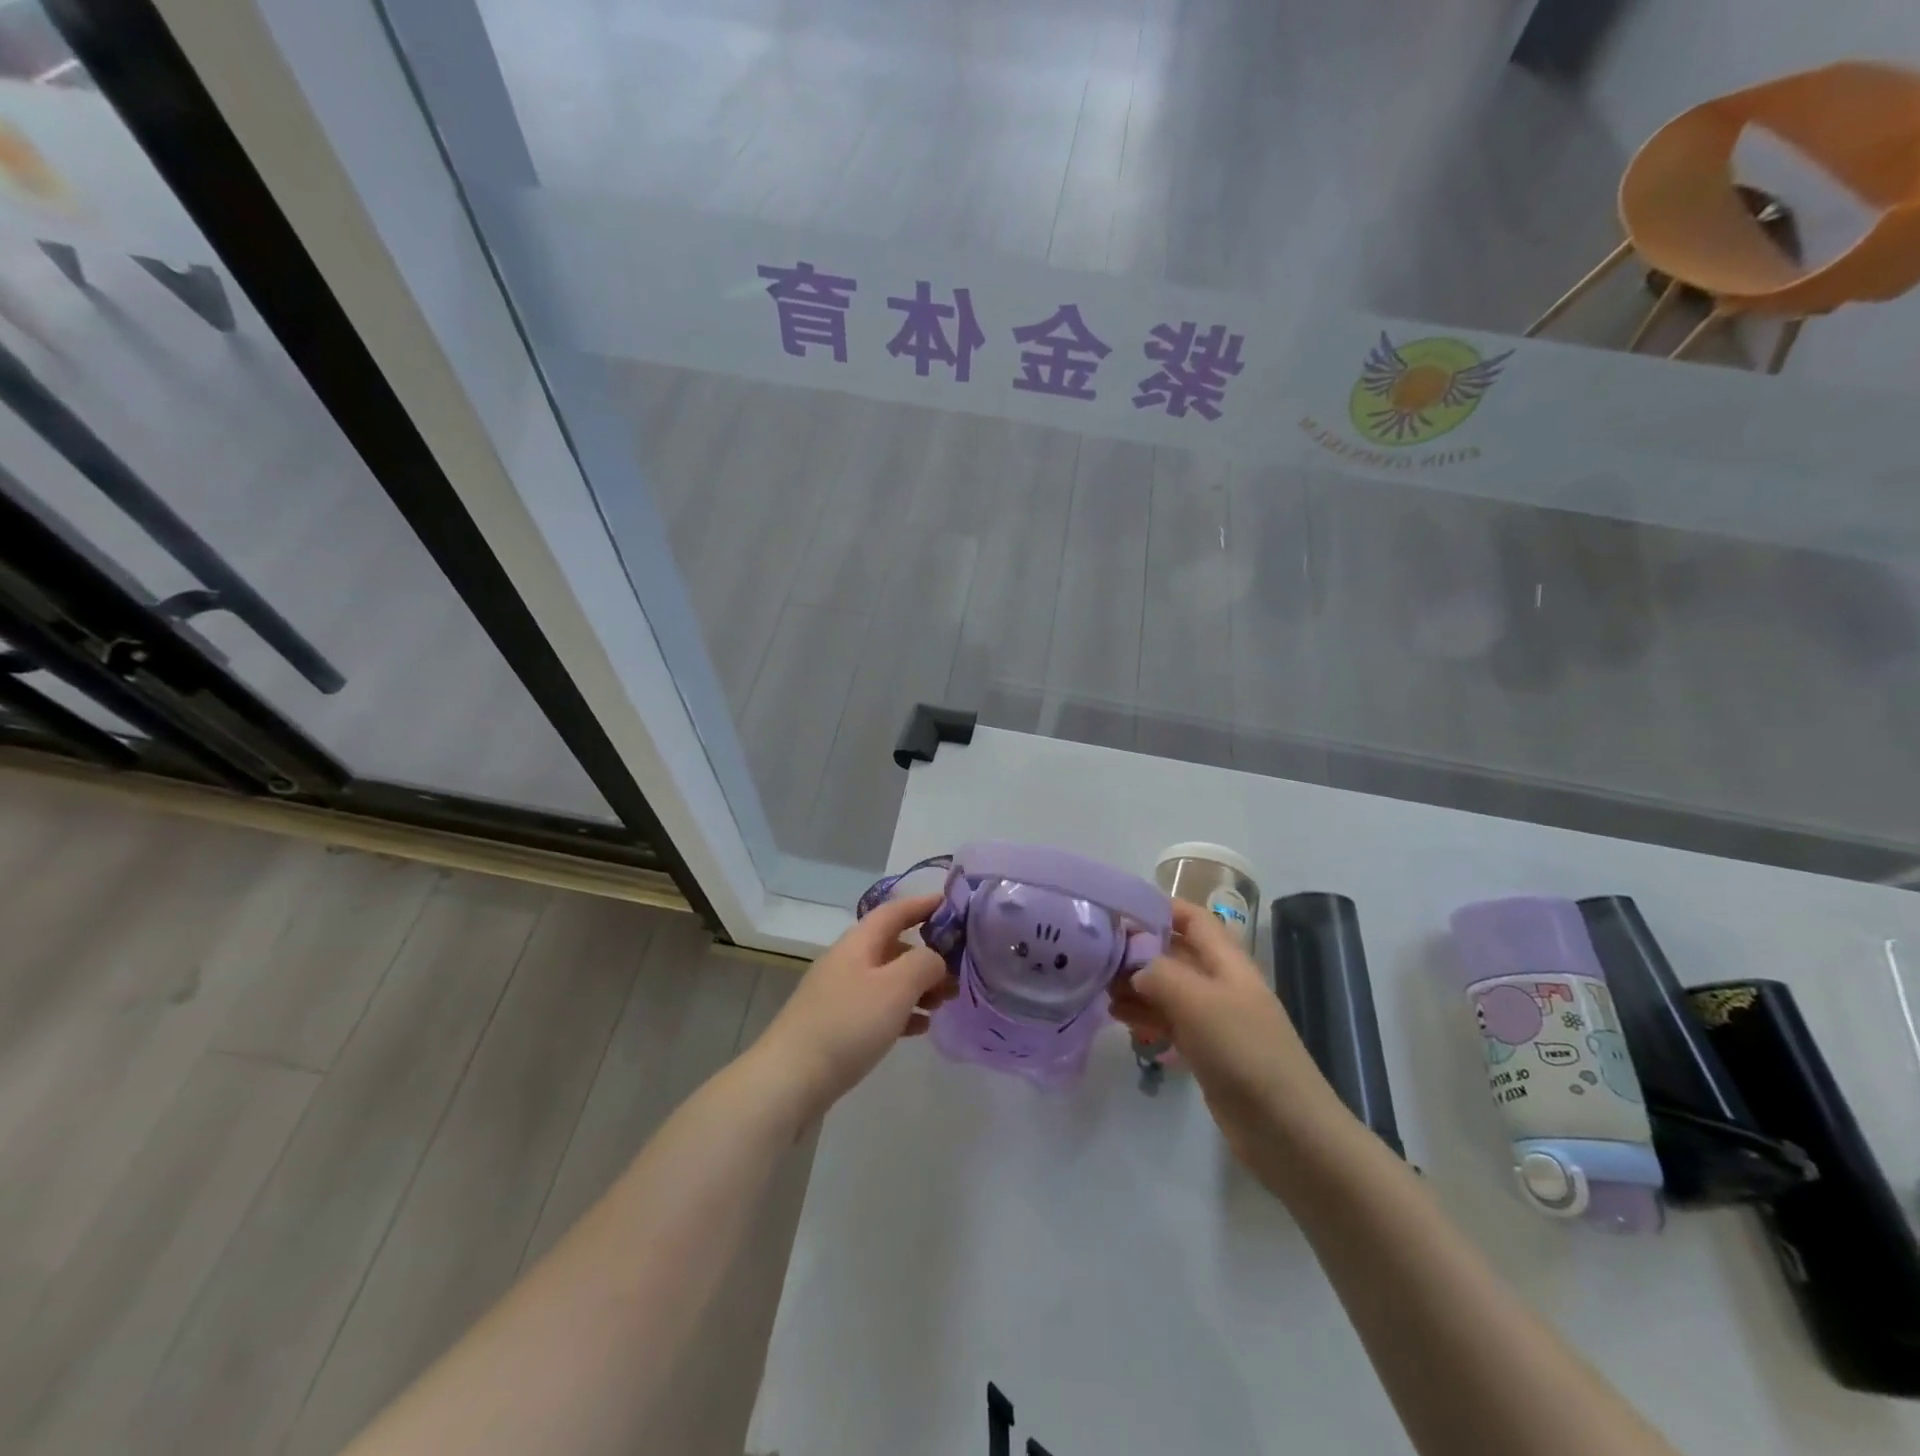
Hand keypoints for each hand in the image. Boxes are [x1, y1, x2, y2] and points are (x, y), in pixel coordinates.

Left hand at [752, 893, 955, 1121]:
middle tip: (958, 973)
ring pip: (888, 979)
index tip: (953, 905)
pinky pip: (877, 1008)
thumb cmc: (848, 1024)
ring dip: (918, 986)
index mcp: (859, 942)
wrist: (790, 1080)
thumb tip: (935, 959)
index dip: (923, 904)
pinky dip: (902, 1012)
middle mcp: (848, 961)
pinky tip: (920, 1028)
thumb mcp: (895, 987)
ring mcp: (839, 994)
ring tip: (944, 1004)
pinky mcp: (837, 1025)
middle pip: (894, 946)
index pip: (895, 911)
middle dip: (928, 955)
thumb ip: (924, 963)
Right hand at [1109, 901, 1345, 1166]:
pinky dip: (1146, 1016)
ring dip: (1137, 986)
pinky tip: (1120, 1020)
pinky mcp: (1208, 1052)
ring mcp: (1215, 1019)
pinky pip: (1171, 1021)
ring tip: (1101, 991)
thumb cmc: (1244, 1052)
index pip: (1193, 918)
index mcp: (1227, 962)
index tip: (1119, 910)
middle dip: (1139, 951)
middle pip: (1176, 953)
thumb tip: (1135, 969)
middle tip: (1098, 957)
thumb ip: (1161, 973)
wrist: (1286, 1129)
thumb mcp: (1198, 1001)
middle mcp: (1221, 984)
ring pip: (1169, 989)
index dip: (1160, 907)